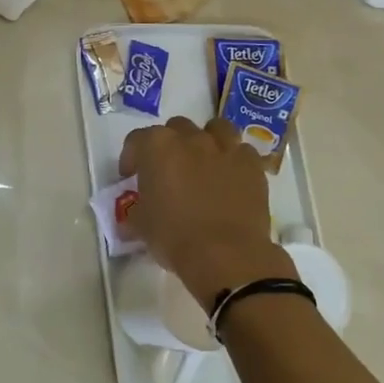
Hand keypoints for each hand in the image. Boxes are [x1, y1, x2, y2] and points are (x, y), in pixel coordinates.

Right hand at [119, 116, 293, 303]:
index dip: (131, 158)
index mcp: (157, 147)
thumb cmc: (174, 236)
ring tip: (203, 163)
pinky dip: (233, 160)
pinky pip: (241, 151)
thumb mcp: (141, 225)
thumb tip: (134, 213)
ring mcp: (225, 148)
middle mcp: (191, 139)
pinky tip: (230, 178)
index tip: (131, 177)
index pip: (136, 140)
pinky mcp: (252, 165)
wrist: (225, 254)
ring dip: (206, 140)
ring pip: (215, 128)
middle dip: (169, 145)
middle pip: (176, 128)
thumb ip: (135, 210)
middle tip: (168, 171)